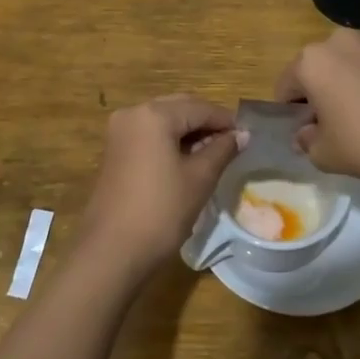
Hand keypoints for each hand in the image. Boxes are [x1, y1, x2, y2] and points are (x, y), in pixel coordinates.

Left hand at [78, 95, 244, 276]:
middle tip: (232, 143)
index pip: (199, 108)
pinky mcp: (114, 150)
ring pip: (163, 120)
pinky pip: (149, 134)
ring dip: (188, 131)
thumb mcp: (199, 178)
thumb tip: (242, 134)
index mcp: (154, 115)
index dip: (225, 120)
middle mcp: (133, 113)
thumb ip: (222, 150)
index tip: (247, 135)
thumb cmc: (161, 211)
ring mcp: (120, 131)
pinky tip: (188, 159)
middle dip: (206, 122)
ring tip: (214, 153)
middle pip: (179, 107)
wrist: (112, 251)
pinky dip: (170, 140)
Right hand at [276, 29, 359, 194]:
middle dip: (316, 97)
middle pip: (314, 71)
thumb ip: (306, 142)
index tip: (304, 135)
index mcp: (311, 61)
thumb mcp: (325, 154)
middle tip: (332, 129)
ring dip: (342, 88)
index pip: (285, 87)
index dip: (290, 114)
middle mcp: (336, 42)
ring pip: (343, 68)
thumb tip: (305, 134)